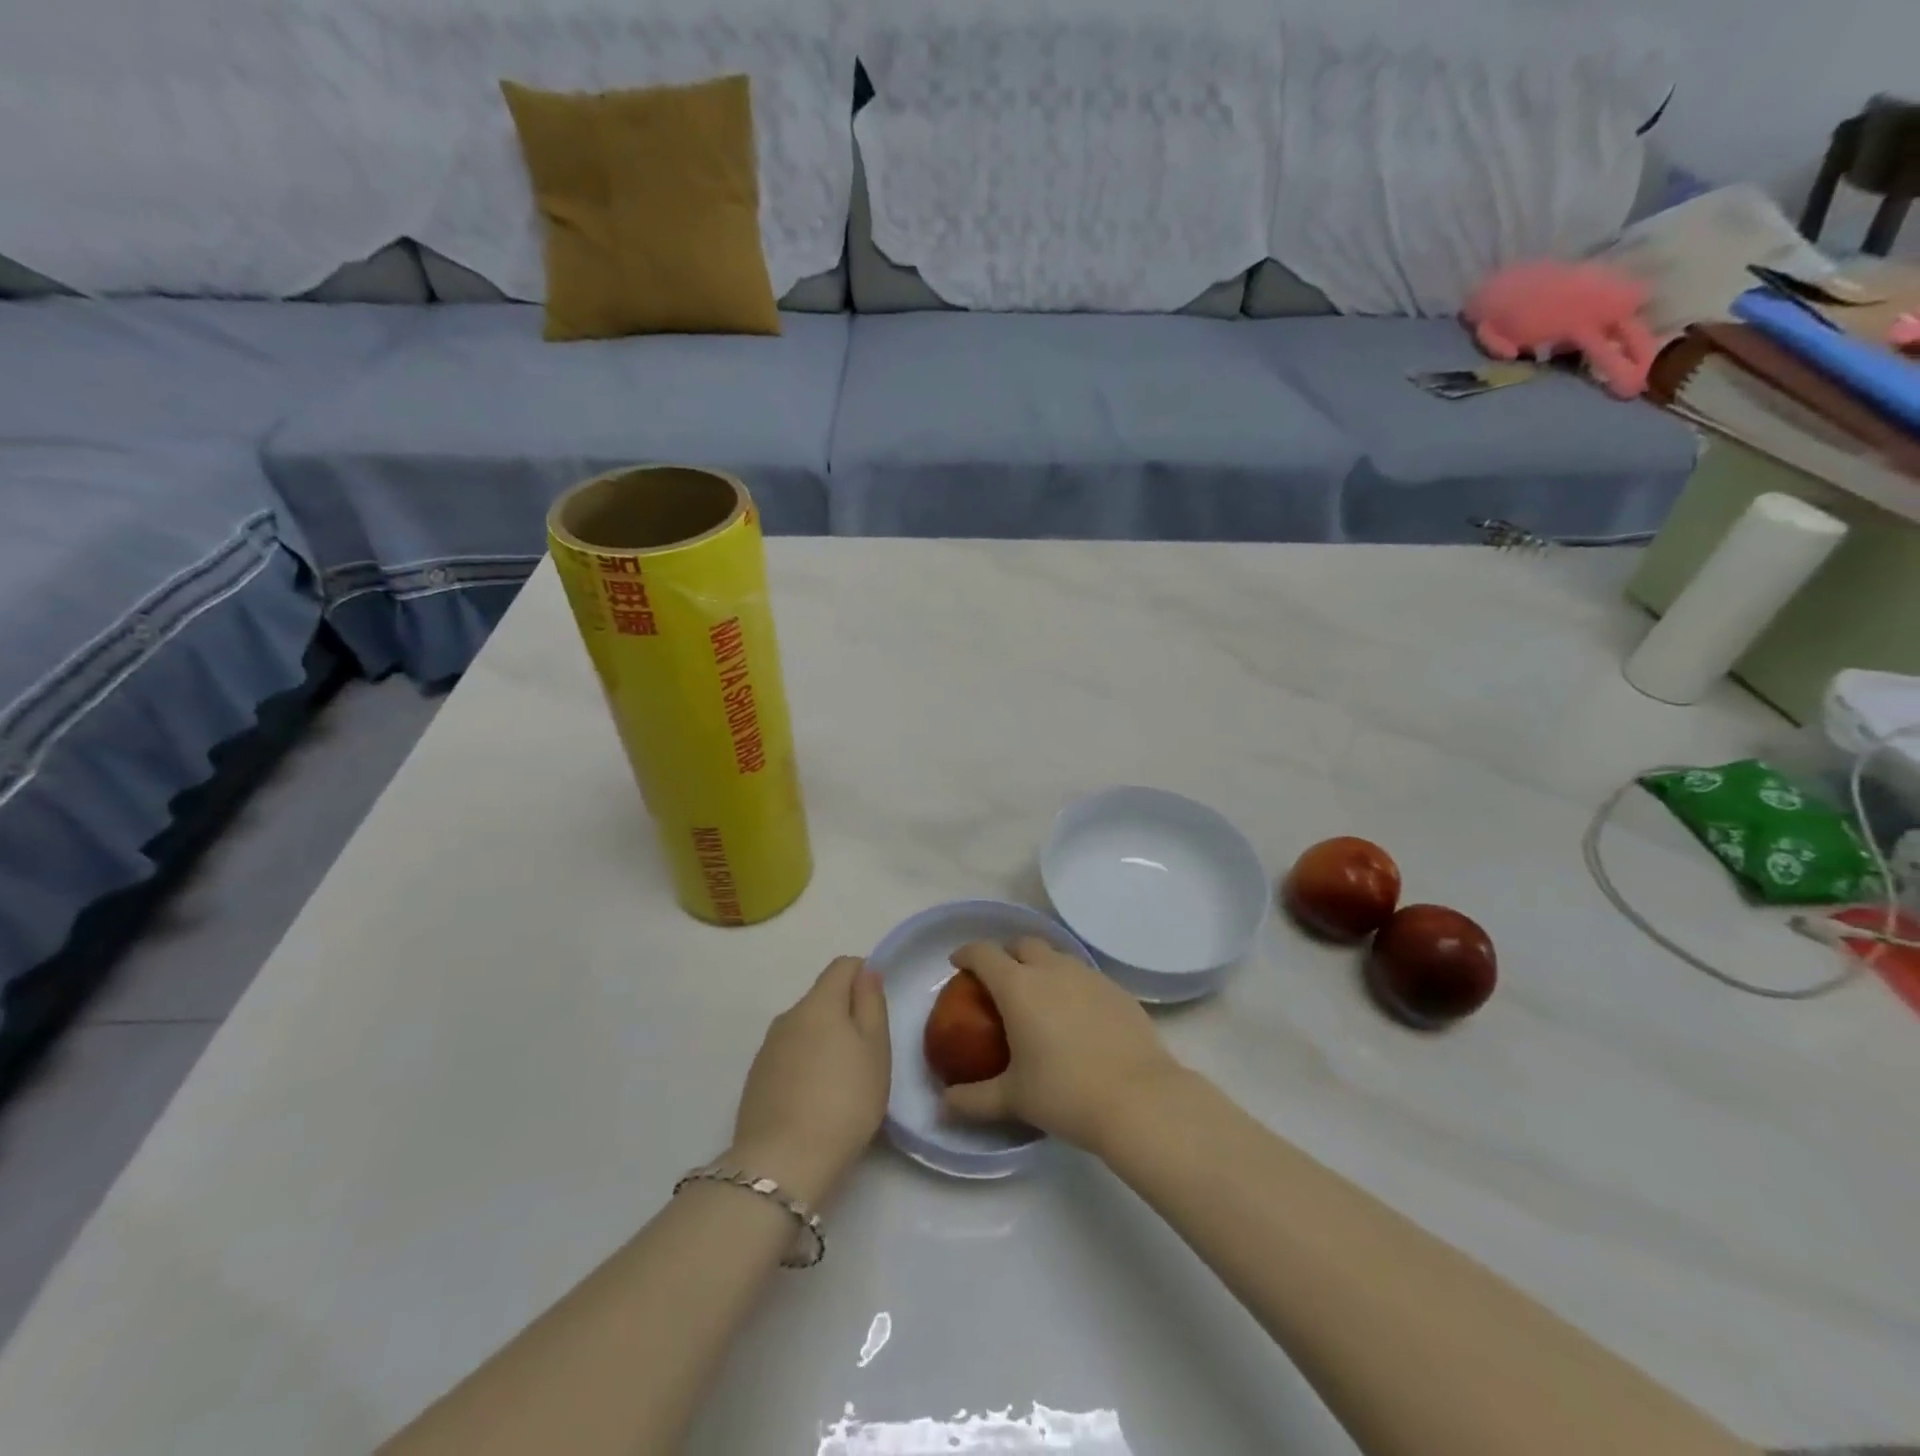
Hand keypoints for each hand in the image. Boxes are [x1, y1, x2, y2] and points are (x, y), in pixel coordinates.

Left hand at [730, 957, 889, 1205]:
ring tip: (841, 1082)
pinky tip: (814, 1099)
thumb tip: (866, 972)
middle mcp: (788, 1016)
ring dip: (823, 1041)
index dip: (864, 976)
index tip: (876, 1009)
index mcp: (819, 1003)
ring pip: (804, 1028)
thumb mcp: (875, 1050)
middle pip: (822, 998)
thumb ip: (871, 1004)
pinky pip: (788, 1056)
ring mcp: (767, 1048)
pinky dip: (804, 1065)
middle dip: (844, 1014)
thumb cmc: (844, 1101)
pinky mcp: (755, 1079)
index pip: (843, 966)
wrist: (782, 1163)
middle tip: (866, 1054)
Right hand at [941, 938, 1183, 1153]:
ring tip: (1039, 997)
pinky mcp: (1117, 990)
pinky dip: (1071, 985)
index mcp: (1018, 986)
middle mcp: (1052, 969)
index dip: (967, 954)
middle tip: (1000, 981)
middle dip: (1007, 954)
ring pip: (1057, 956)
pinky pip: (1085, 976)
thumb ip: (972, 1100)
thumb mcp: (1012, 1099)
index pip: (983, 953)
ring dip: (1041, 966)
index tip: (958, 964)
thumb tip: (943, 1106)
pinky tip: (1076, 1016)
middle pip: (1023, 943)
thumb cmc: (1065, 1093)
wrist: (1139, 1099)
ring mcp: (1089, 976)